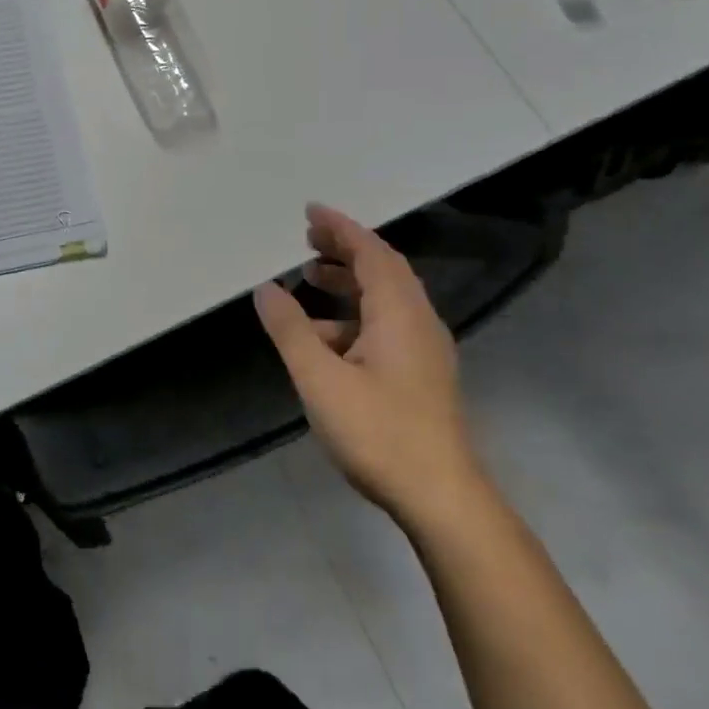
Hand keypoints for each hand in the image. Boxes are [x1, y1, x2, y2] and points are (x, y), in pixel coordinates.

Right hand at [253, 204, 485, 530]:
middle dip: (345, 249)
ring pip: (386, 299)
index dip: (341, 227)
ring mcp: (425, 350)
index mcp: (399, 313)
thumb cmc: (379, 432)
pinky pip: (387, 324)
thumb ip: (290, 329)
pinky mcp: (423, 374)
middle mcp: (419, 321)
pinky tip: (325, 338)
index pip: (371, 252)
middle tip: (307, 239)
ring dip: (349, 282)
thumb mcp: (320, 378)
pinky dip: (355, 315)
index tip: (311, 211)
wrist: (441, 497)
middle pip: (383, 269)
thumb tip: (266, 288)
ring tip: (311, 278)